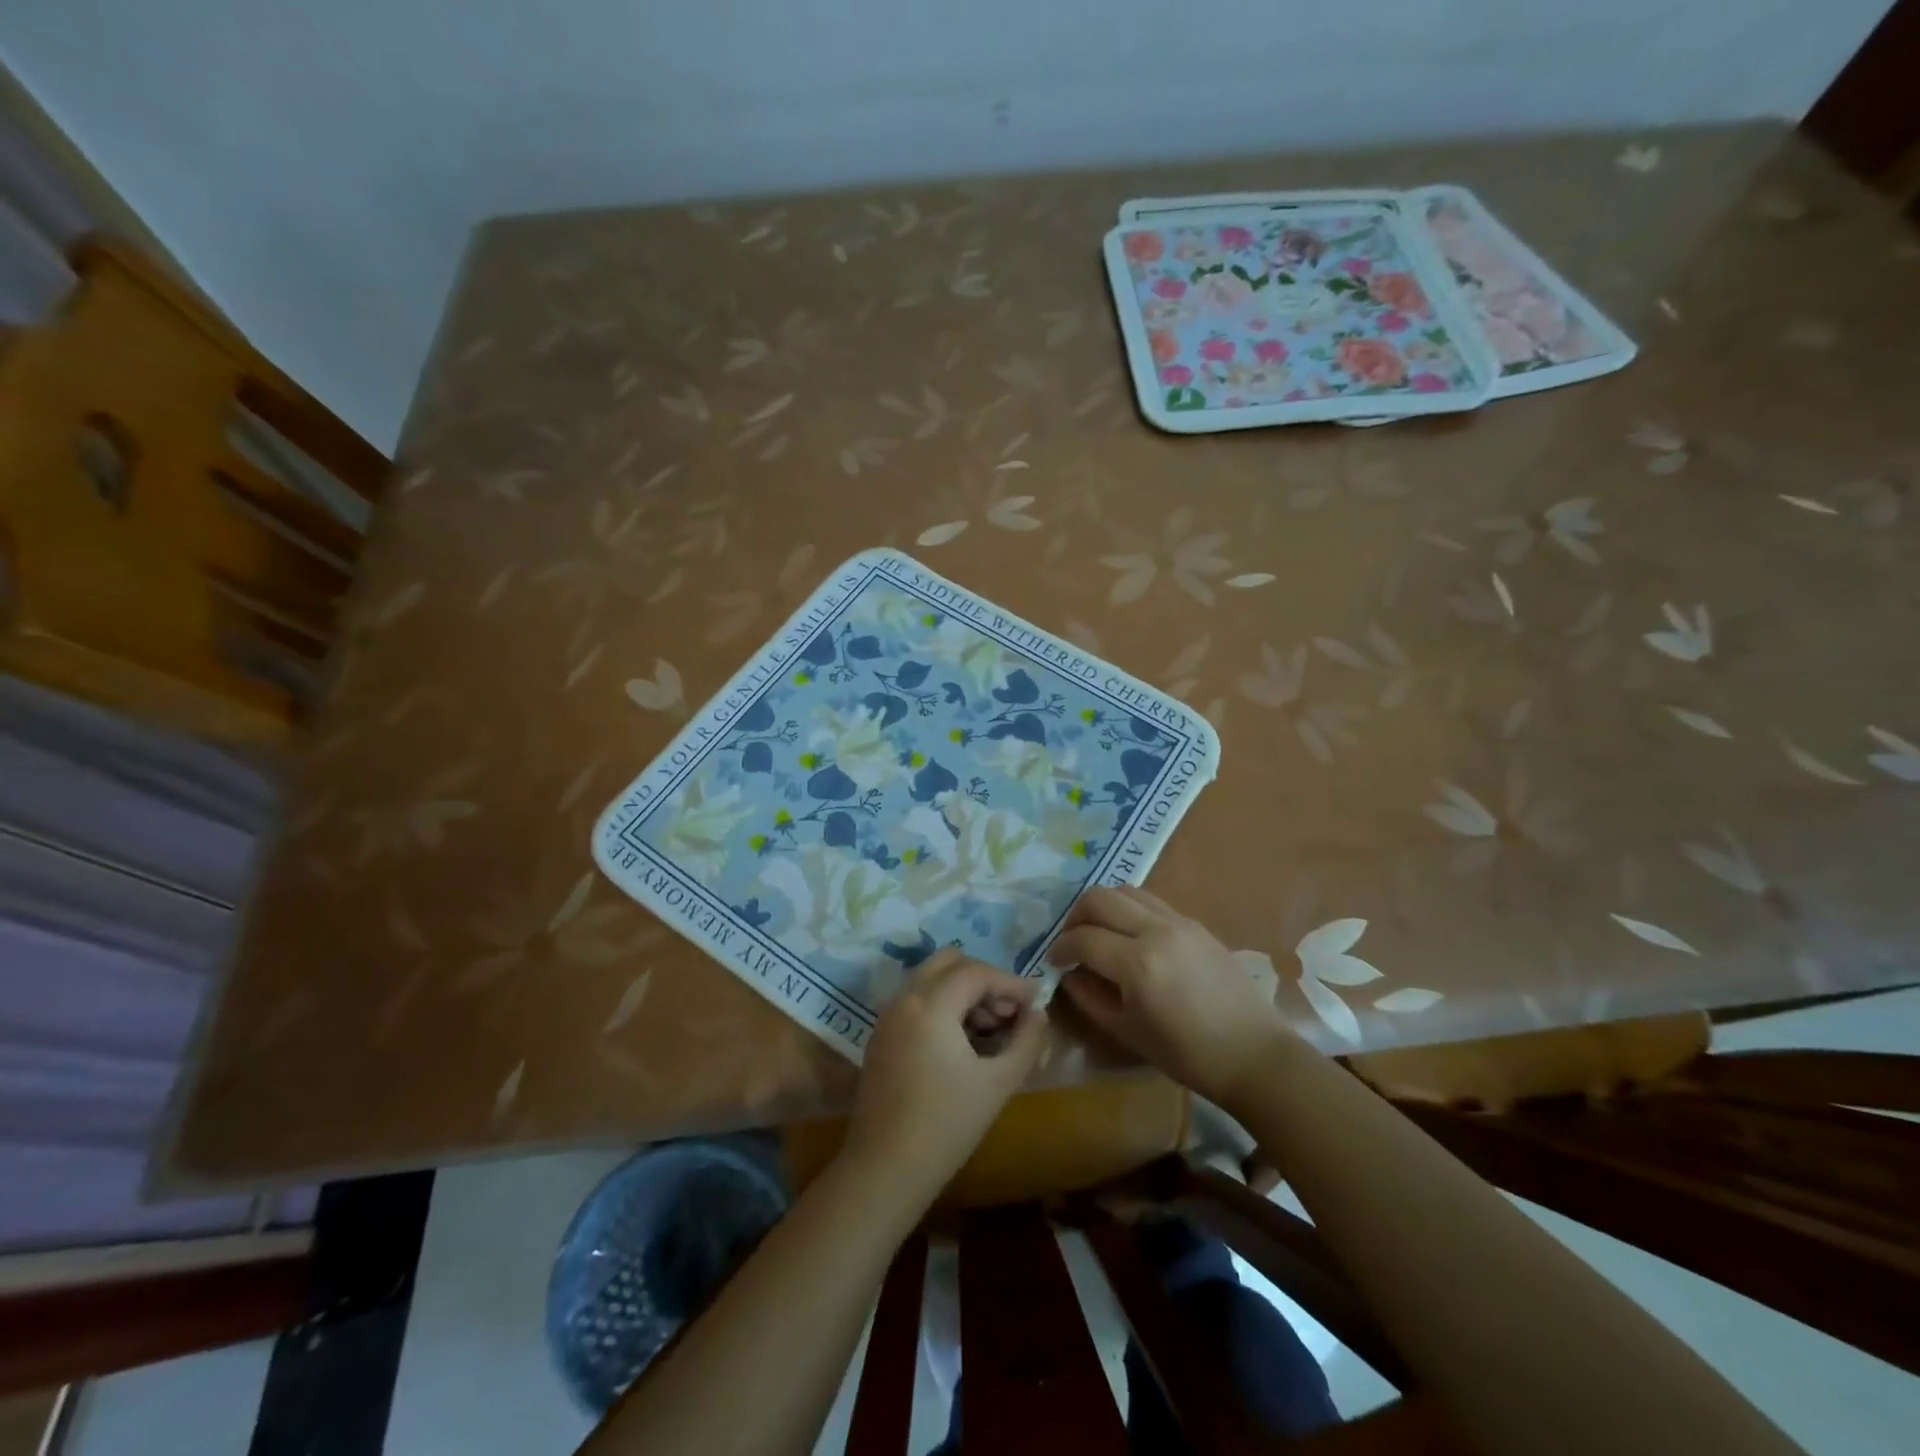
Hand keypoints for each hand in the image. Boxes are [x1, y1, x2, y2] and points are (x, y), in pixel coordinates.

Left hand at [840, 948, 1049, 1213]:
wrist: (884, 1169)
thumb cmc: (947, 1125)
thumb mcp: (998, 1082)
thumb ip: (1026, 1041)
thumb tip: (1039, 1013)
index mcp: (930, 1004)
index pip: (977, 972)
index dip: (1011, 982)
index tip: (1036, 1002)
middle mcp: (904, 998)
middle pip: (949, 962)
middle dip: (984, 980)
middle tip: (1009, 1011)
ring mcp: (888, 1016)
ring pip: (931, 979)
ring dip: (963, 991)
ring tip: (992, 1029)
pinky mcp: (881, 1035)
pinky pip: (916, 1000)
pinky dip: (943, 1005)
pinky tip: (964, 1041)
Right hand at [1049, 886, 1290, 1107]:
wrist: (1253, 1053)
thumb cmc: (1187, 1055)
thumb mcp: (1127, 1033)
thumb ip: (1090, 998)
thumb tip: (1069, 975)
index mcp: (1138, 963)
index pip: (1083, 938)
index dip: (1060, 948)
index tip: (1053, 962)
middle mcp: (1156, 930)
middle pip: (1099, 898)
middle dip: (1076, 916)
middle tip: (1072, 941)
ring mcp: (1178, 921)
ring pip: (1125, 891)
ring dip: (1103, 907)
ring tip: (1098, 934)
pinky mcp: (1195, 923)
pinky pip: (1150, 901)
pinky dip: (1129, 909)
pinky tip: (1129, 936)